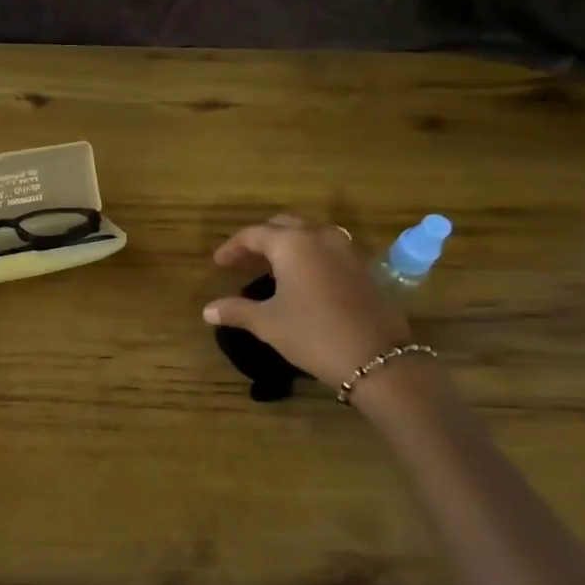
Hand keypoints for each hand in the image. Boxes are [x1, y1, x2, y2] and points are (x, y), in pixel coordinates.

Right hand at [202, 214, 412, 389]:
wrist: (377, 359)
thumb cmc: (313, 334)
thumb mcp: (268, 323)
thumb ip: (236, 310)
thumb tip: (208, 310)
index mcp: (292, 244)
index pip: (253, 234)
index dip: (232, 248)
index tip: (218, 264)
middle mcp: (320, 237)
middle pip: (284, 225)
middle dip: (261, 239)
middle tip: (244, 259)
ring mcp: (347, 251)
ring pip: (310, 234)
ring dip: (288, 244)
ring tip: (272, 266)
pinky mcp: (364, 269)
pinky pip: (329, 250)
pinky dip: (309, 256)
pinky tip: (302, 280)